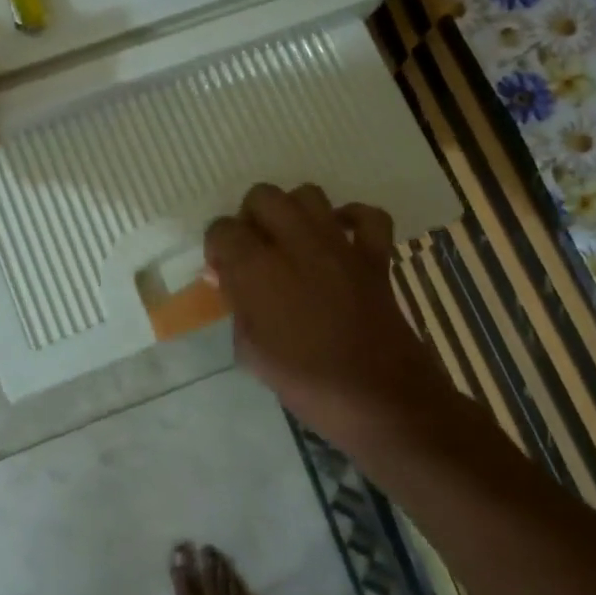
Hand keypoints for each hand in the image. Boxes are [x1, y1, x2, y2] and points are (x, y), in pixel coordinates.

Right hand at [205, 184, 448, 455]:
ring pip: (308, 194)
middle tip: (254, 250)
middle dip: (251, 217)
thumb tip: (227, 277)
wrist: (378, 399)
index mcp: (257, 268)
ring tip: (290, 241)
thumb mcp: (251, 350)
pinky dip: (352, 219)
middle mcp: (295, 243)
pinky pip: (367, 216)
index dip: (217, 246)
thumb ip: (236, 305)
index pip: (222, 229)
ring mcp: (339, 245)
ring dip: (293, 211)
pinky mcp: (374, 256)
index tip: (223, 270)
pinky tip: (339, 238)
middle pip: (263, 196)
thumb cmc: (305, 382)